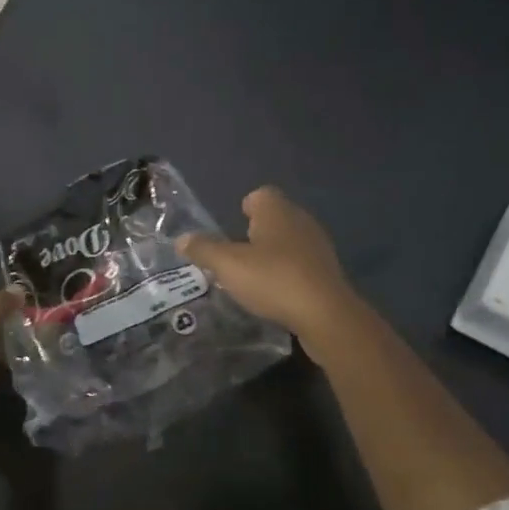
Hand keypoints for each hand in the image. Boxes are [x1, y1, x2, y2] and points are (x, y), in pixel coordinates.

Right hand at [179, 186, 359, 344]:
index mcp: (277, 211)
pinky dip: (287, 272)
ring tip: (252, 275)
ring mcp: (318, 246)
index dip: (245, 207)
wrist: (325, 314)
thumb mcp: (228, 265)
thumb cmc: (273, 279)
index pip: (261, 195)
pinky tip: (275, 293)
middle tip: (235, 253)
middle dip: (256, 232)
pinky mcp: (327, 272)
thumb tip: (181, 238)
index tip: (232, 226)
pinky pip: (301, 264)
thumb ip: (204, 250)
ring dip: (272, 254)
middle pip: (275, 218)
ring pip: (289, 241)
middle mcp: (300, 221)